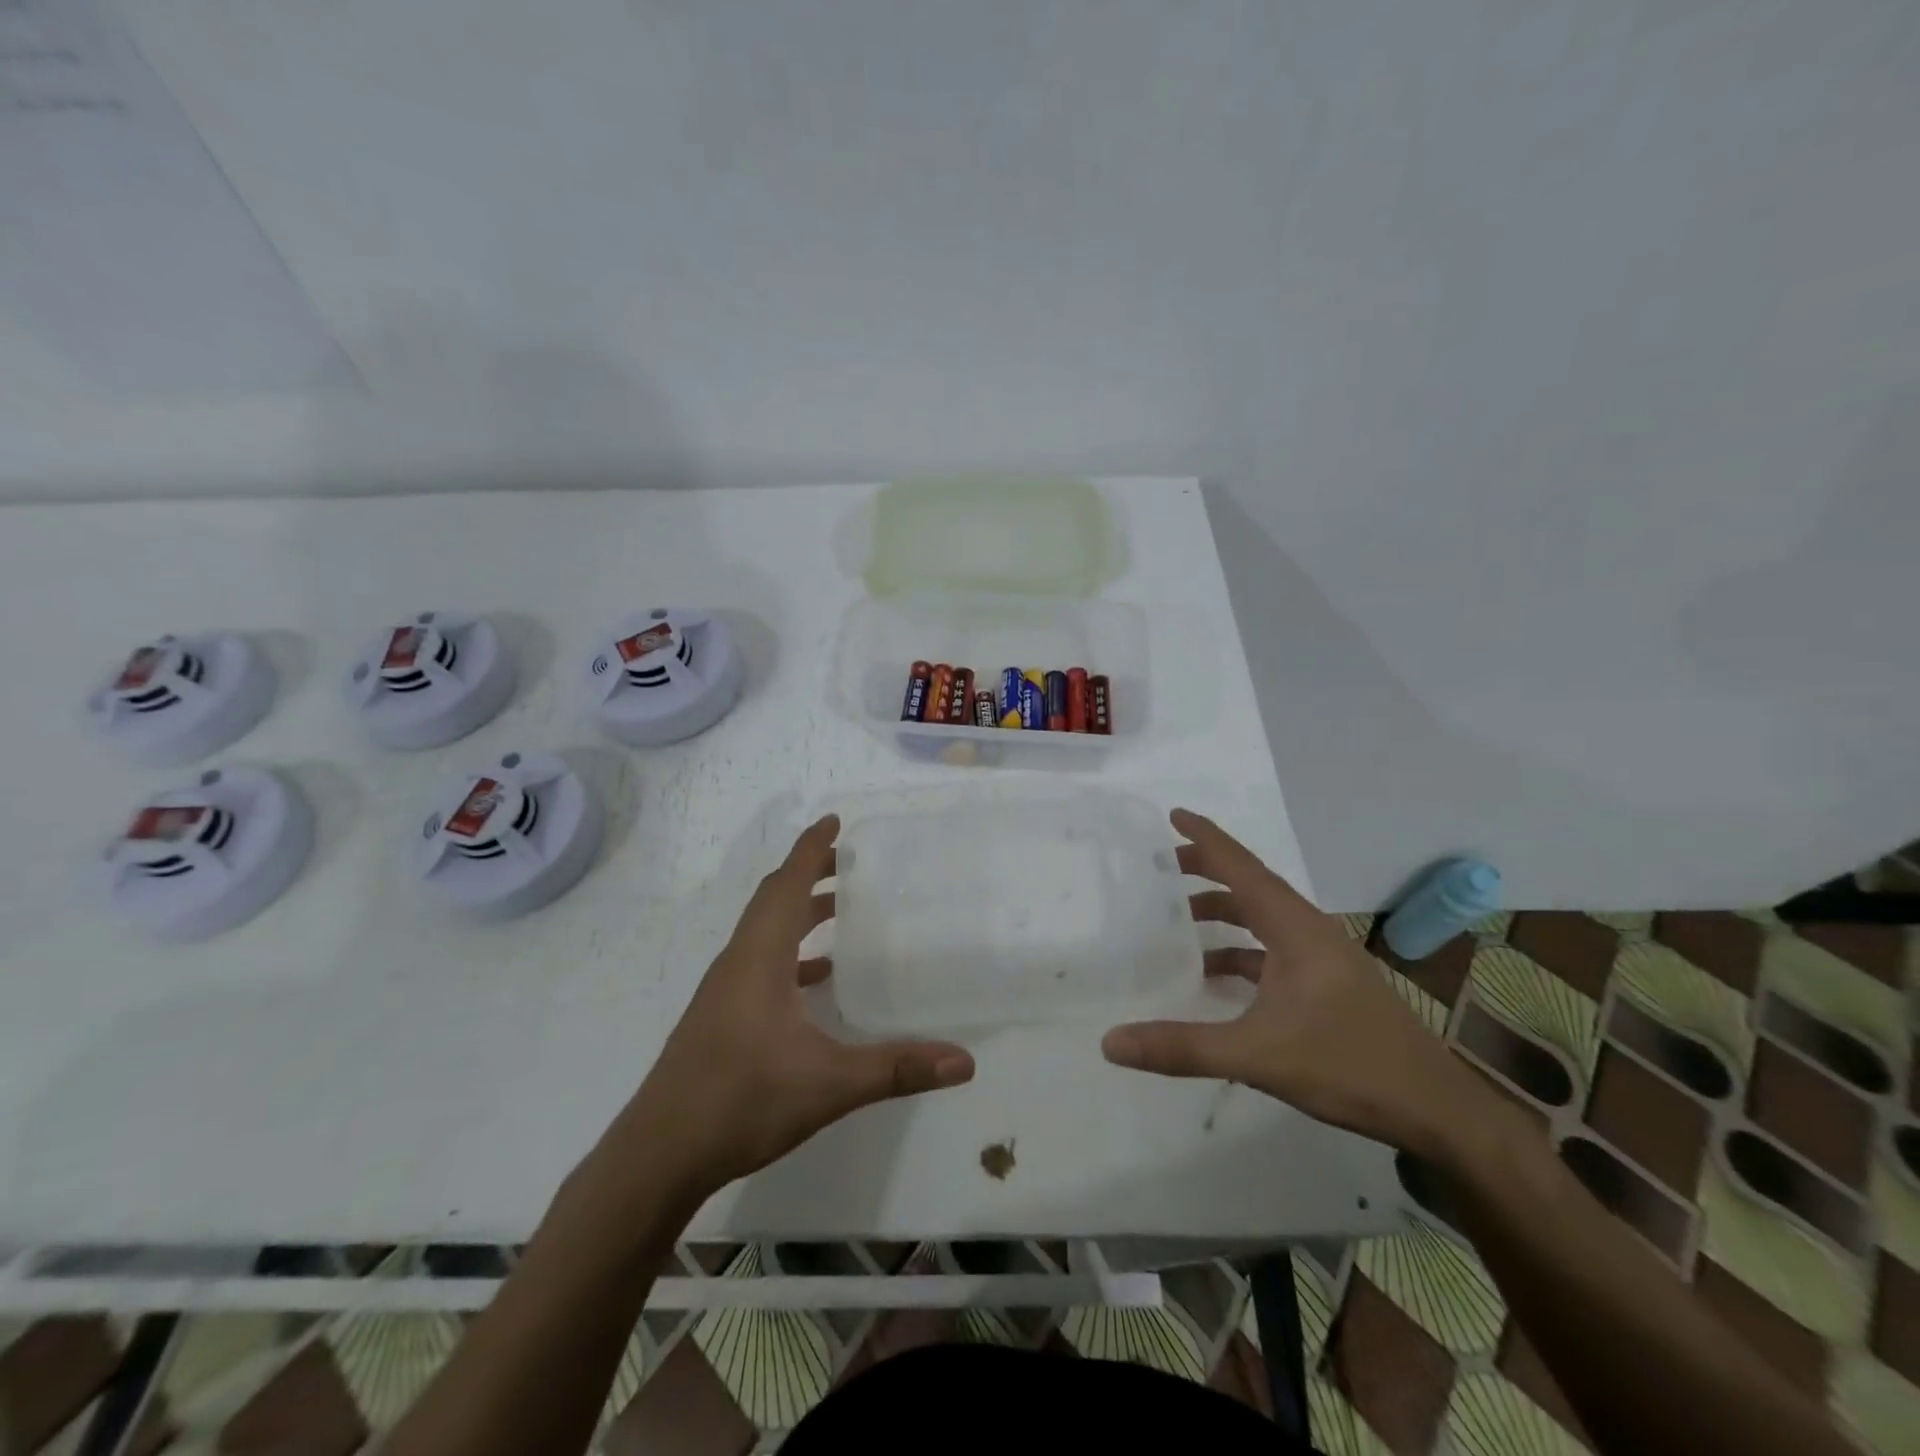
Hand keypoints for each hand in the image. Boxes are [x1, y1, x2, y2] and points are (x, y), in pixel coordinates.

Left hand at [617, 815, 974, 1196]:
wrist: (660, 1154)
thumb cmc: (741, 1100)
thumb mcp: (829, 1084)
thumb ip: (897, 1068)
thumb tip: (965, 1061)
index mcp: (759, 956)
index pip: (788, 884)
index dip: (811, 848)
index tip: (835, 819)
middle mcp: (739, 961)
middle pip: (774, 898)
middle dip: (810, 872)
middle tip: (851, 860)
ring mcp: (725, 989)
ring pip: (765, 930)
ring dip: (799, 910)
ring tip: (841, 908)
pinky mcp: (721, 1015)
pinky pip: (760, 961)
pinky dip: (790, 952)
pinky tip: (817, 978)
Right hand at [1101, 809, 1485, 1158]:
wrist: (1436, 1111)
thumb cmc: (1349, 1065)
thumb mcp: (1257, 1055)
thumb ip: (1182, 1046)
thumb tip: (1111, 1041)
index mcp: (1296, 928)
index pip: (1243, 868)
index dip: (1206, 839)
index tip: (1173, 814)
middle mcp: (1308, 933)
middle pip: (1250, 886)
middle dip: (1206, 871)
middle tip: (1160, 866)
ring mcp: (1320, 960)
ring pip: (1261, 920)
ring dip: (1221, 913)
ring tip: (1177, 918)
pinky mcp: (1324, 987)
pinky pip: (1269, 952)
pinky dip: (1237, 951)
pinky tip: (1211, 974)